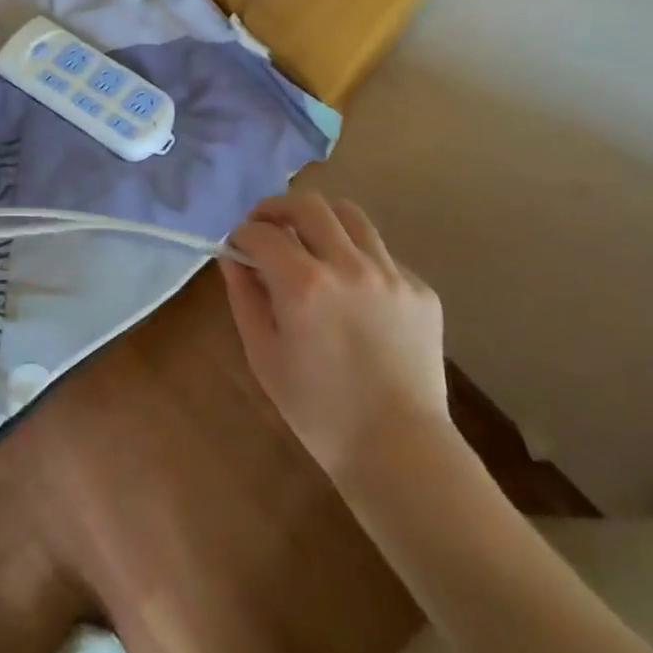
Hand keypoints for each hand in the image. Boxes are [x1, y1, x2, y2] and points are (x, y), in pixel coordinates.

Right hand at [220, 192, 447, 479]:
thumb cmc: (317, 409)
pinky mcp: (419, 290)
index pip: (262, 233)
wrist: (397, 448)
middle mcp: (348, 265)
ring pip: (350, 215)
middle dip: (277, 208)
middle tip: (266, 225)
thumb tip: (233, 258)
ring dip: (320, 220)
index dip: (241, 234)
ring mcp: (391, 274)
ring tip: (309, 241)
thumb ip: (245, 297)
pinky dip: (356, 257)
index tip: (237, 246)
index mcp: (303, 284)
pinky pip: (381, 254)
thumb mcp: (263, 355)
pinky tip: (351, 290)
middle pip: (308, 204)